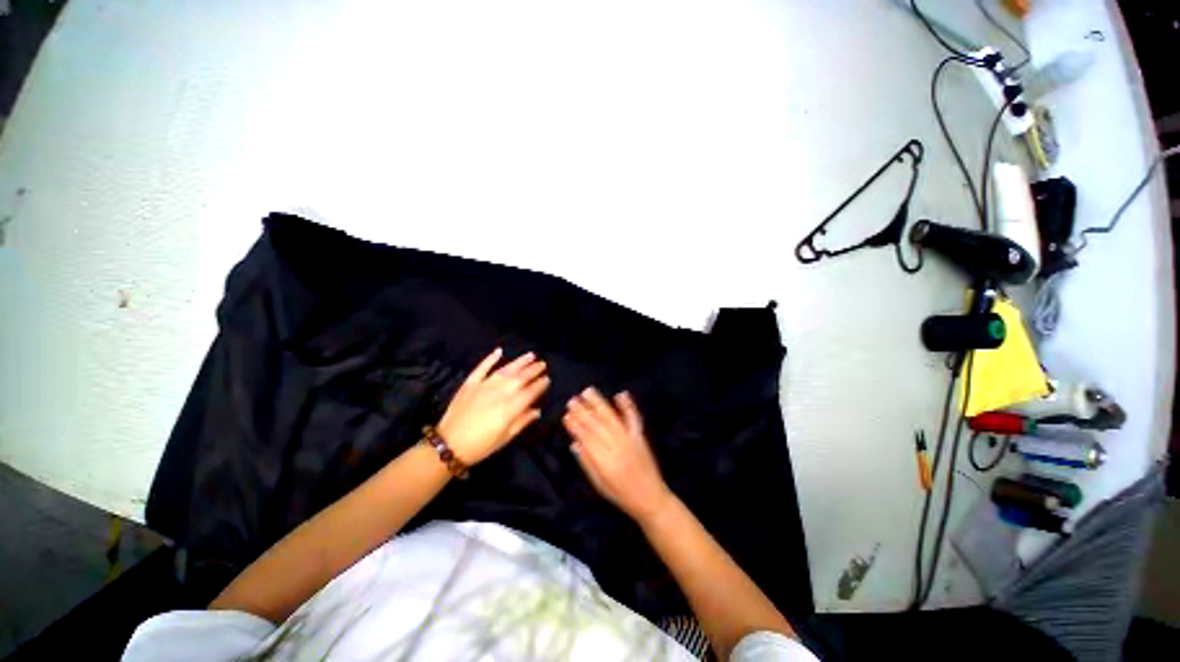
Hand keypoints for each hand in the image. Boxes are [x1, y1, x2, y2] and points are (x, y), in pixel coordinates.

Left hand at [438, 348, 549, 464]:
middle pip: (521, 377)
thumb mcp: (506, 438)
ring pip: (506, 369)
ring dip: (520, 361)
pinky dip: (491, 358)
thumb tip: (537, 410)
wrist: (449, 445)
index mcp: (511, 407)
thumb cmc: (481, 445)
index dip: (541, 384)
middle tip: (543, 364)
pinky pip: (482, 367)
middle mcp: (500, 392)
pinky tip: (499, 351)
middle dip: (534, 369)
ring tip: (531, 355)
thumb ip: (522, 421)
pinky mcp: (471, 383)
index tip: (548, 379)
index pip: (531, 391)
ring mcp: (485, 385)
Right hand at [564, 388, 673, 522]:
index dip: (575, 426)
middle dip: (583, 412)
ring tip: (588, 391)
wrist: (650, 498)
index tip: (566, 415)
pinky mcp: (639, 435)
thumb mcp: (599, 485)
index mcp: (605, 461)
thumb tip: (574, 443)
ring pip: (611, 417)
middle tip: (572, 400)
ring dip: (599, 403)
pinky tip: (620, 394)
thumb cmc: (621, 494)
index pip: (587, 438)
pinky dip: (627, 405)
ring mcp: (630, 439)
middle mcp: (617, 446)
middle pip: (597, 425)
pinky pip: (633, 418)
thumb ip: (587, 463)